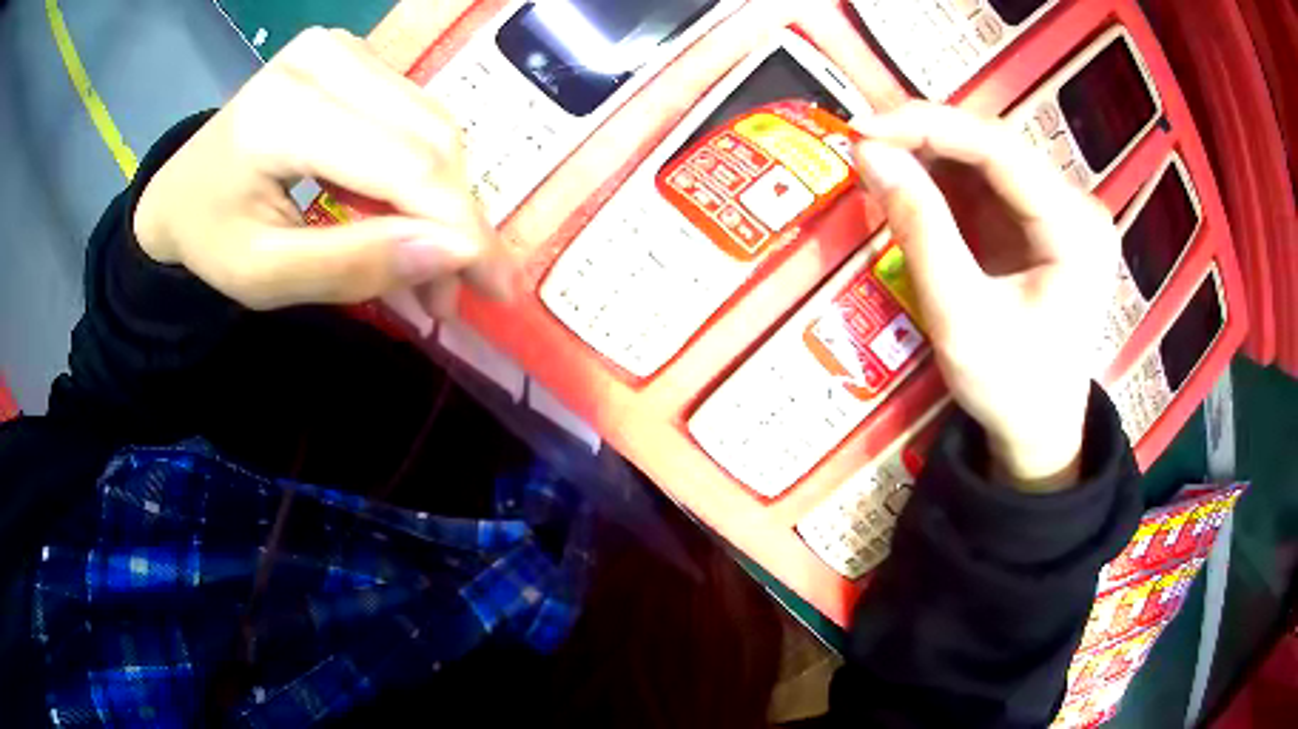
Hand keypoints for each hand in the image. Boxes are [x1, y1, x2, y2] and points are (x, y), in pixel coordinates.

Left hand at [134, 28, 513, 313]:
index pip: (404, 164)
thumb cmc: (209, 238)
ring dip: (446, 198)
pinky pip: (415, 115)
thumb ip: (354, 265)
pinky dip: (424, 172)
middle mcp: (325, 59)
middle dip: (457, 219)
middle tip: (460, 288)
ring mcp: (343, 48)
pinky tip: (410, 214)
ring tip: (434, 262)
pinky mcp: (355, 54)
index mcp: (284, 113)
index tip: (496, 286)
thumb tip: (454, 255)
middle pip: (430, 137)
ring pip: (433, 124)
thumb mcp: (266, 278)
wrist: (180, 188)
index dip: (460, 227)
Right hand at [852, 103, 1118, 491]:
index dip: (926, 125)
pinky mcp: (1044, 221)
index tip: (860, 128)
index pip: (998, 148)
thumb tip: (869, 153)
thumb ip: (920, 230)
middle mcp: (1078, 206)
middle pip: (994, 144)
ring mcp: (1063, 211)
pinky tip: (913, 186)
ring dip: (931, 155)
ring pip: (988, 156)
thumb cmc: (1009, 388)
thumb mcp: (959, 318)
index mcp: (1075, 229)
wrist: (1041, 430)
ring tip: (879, 162)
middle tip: (862, 143)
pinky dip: (945, 180)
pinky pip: (989, 181)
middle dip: (925, 137)